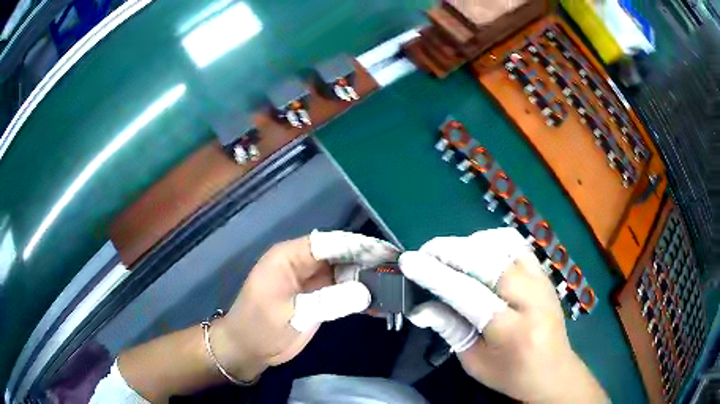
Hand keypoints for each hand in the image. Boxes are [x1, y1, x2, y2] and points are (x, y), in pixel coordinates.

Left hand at [210, 230, 399, 380]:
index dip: (358, 245)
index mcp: (289, 257)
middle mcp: (302, 263)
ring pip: (344, 272)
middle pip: (340, 255)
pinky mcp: (316, 297)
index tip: (386, 252)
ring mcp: (310, 281)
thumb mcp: (292, 315)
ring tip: (395, 285)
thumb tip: (366, 292)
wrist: (247, 349)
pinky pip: (341, 290)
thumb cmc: (260, 328)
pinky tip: (379, 304)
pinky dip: (358, 295)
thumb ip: (327, 302)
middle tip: (398, 270)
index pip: (328, 243)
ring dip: (366, 279)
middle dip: (367, 261)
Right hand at [398, 228, 606, 402]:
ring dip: (470, 244)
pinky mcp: (545, 273)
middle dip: (451, 251)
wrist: (554, 370)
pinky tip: (477, 251)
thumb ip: (450, 330)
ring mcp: (543, 281)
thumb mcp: (475, 362)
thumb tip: (419, 308)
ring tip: (448, 254)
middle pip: (489, 262)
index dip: (437, 275)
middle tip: (425, 252)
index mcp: (514, 331)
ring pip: (504, 246)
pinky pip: (517, 245)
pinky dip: (492, 241)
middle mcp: (533, 299)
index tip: (410, 261)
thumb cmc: (511, 374)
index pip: (471, 295)